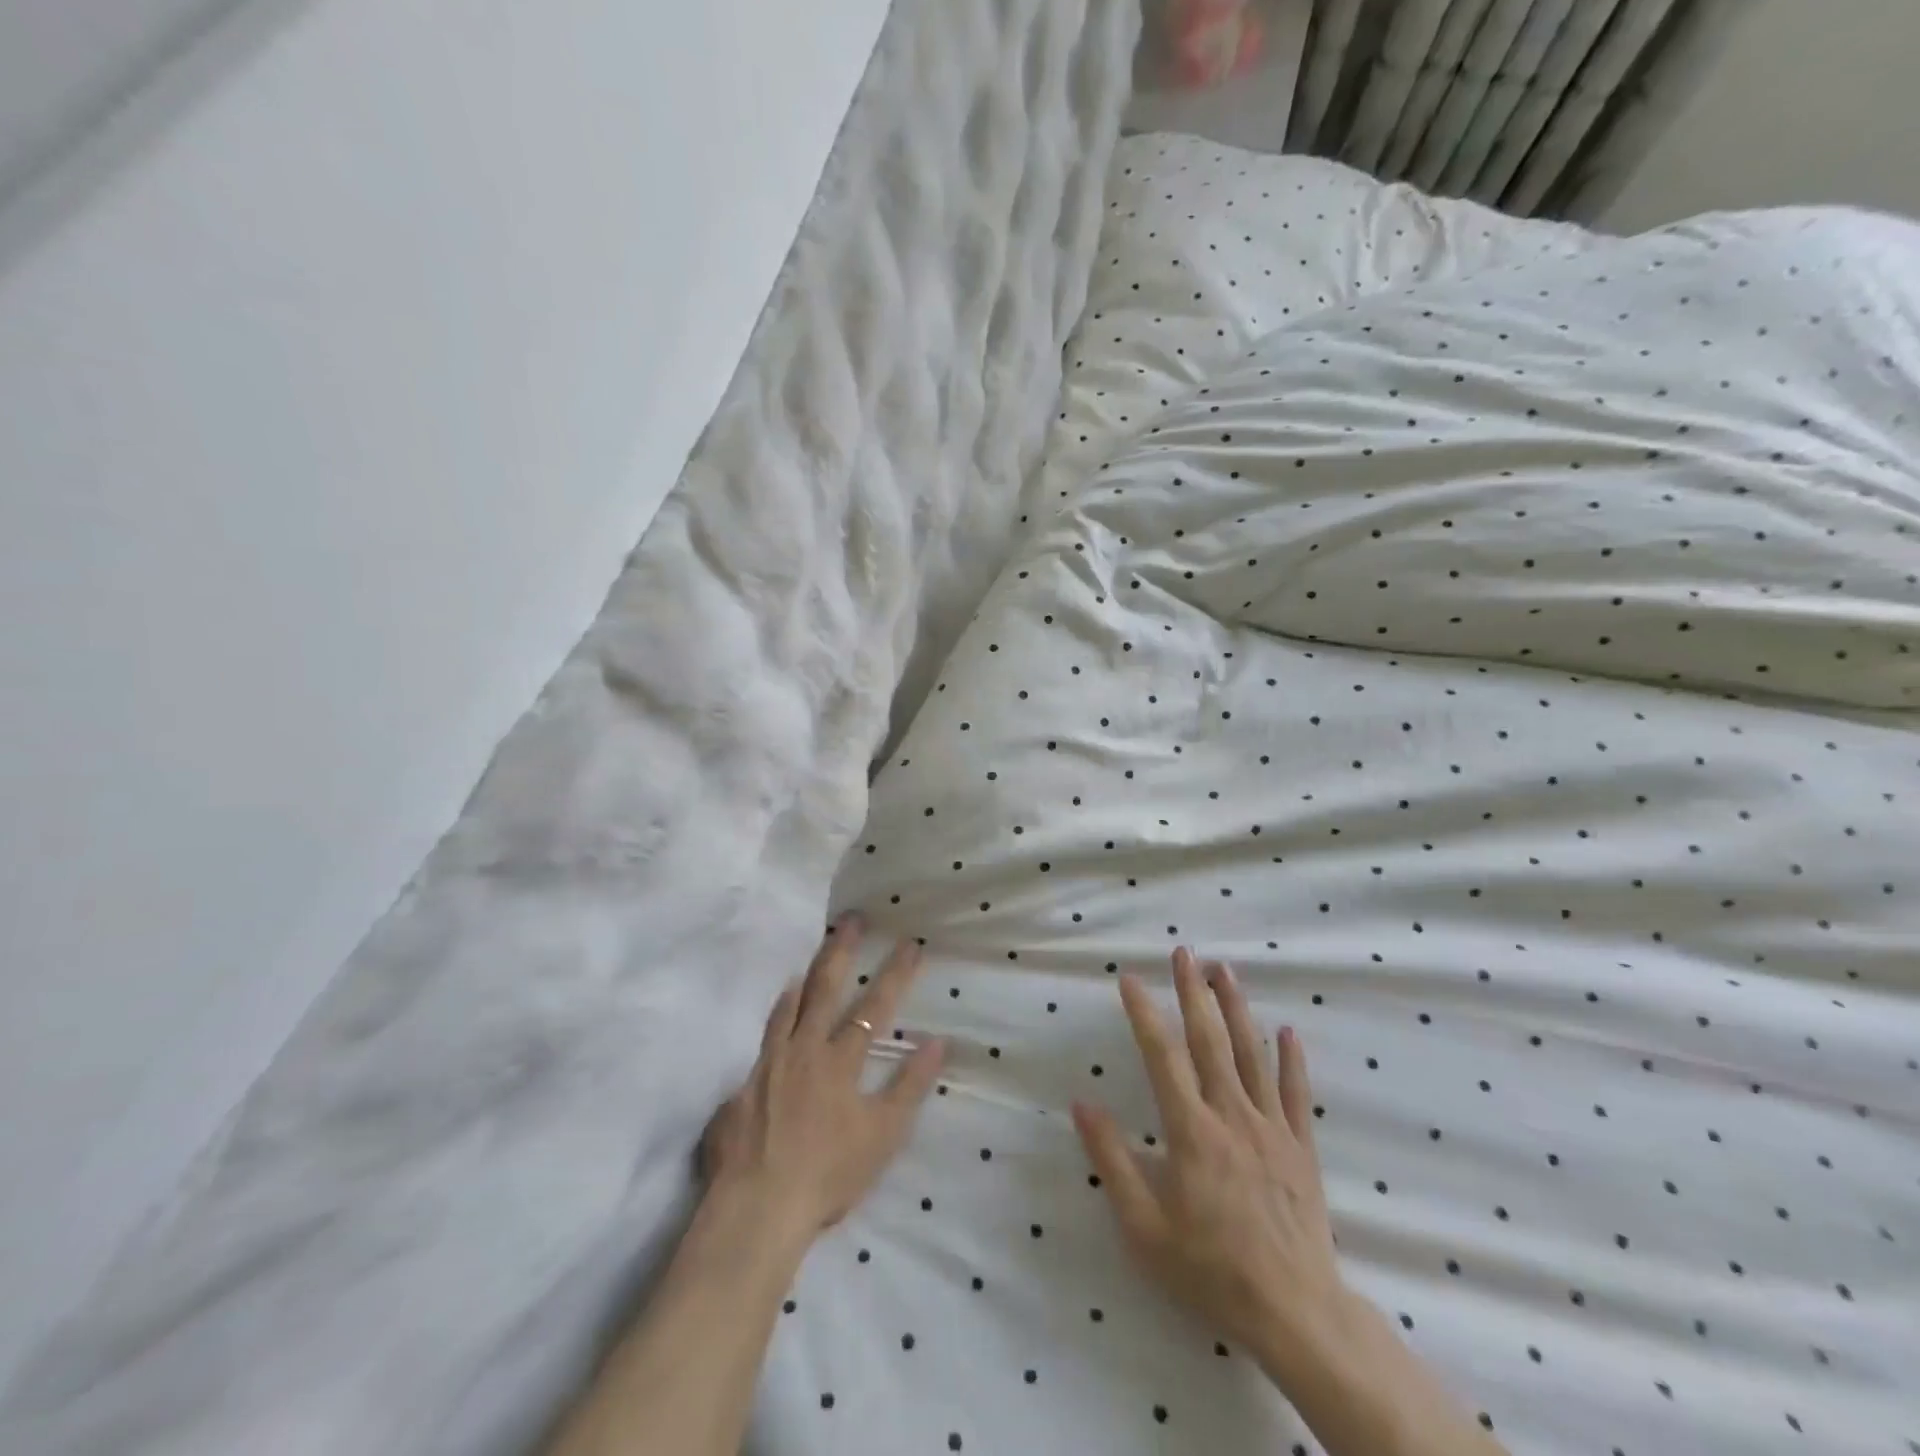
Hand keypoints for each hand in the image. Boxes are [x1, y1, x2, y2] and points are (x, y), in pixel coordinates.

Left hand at [702, 916, 944, 1239]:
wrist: (758, 1208)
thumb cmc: (829, 1173)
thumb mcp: (883, 1134)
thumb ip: (909, 1086)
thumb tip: (936, 1041)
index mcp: (839, 1061)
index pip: (874, 1007)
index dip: (895, 974)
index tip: (910, 943)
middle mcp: (803, 1051)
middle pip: (824, 990)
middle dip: (840, 952)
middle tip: (850, 921)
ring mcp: (768, 1066)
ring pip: (786, 1010)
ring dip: (802, 981)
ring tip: (808, 961)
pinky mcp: (742, 1087)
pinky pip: (761, 1043)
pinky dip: (773, 1023)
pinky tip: (775, 1023)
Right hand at [1072, 948, 1345, 1374]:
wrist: (1296, 1313)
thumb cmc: (1210, 1269)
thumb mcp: (1144, 1227)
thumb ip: (1112, 1160)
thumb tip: (1082, 1104)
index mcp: (1191, 1131)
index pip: (1162, 1057)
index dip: (1144, 1014)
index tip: (1130, 978)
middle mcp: (1231, 1116)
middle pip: (1210, 1041)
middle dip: (1193, 992)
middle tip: (1184, 952)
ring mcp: (1271, 1129)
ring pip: (1252, 1055)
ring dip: (1236, 1008)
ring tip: (1225, 970)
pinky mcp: (1301, 1148)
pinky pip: (1296, 1094)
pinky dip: (1291, 1060)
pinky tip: (1287, 1031)